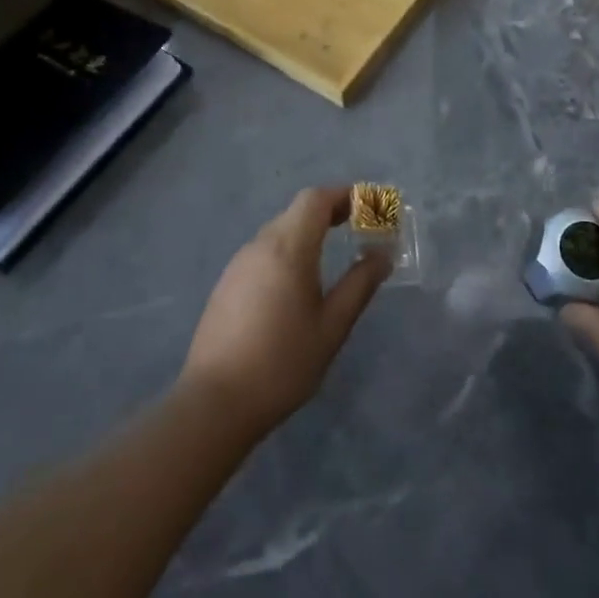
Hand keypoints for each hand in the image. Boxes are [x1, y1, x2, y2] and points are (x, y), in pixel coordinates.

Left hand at [179, 186, 391, 438]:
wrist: (216, 402)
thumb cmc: (283, 363)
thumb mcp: (332, 326)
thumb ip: (359, 285)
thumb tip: (382, 255)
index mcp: (287, 248)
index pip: (316, 199)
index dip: (344, 195)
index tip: (370, 207)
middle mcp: (259, 245)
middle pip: (297, 211)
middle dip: (330, 212)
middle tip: (359, 229)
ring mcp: (238, 264)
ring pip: (278, 231)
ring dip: (308, 231)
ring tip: (333, 255)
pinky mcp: (226, 284)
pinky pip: (263, 252)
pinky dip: (288, 250)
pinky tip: (298, 283)